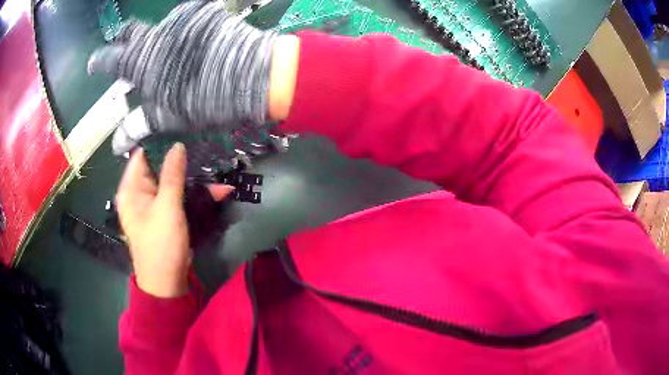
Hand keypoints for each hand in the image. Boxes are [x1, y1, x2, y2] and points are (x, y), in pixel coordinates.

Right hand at [88, 1, 298, 154]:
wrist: (250, 75)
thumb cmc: (203, 101)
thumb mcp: (166, 117)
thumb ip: (137, 126)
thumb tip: (116, 145)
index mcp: (141, 61)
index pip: (110, 59)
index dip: (99, 62)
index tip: (93, 65)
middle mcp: (156, 35)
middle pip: (131, 32)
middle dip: (123, 40)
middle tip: (123, 47)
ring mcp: (180, 20)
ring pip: (158, 27)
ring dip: (155, 40)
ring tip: (164, 55)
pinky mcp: (202, 13)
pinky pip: (185, 19)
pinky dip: (181, 32)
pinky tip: (189, 45)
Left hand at [116, 143, 232, 296]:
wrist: (167, 282)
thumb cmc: (161, 244)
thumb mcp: (167, 207)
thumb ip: (172, 175)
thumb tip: (177, 146)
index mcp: (131, 189)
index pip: (142, 155)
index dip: (159, 142)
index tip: (181, 130)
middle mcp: (140, 193)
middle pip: (159, 167)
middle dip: (181, 160)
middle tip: (202, 145)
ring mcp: (154, 204)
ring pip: (173, 182)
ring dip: (193, 179)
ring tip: (216, 171)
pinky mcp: (166, 214)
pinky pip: (179, 197)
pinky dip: (195, 195)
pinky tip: (217, 193)